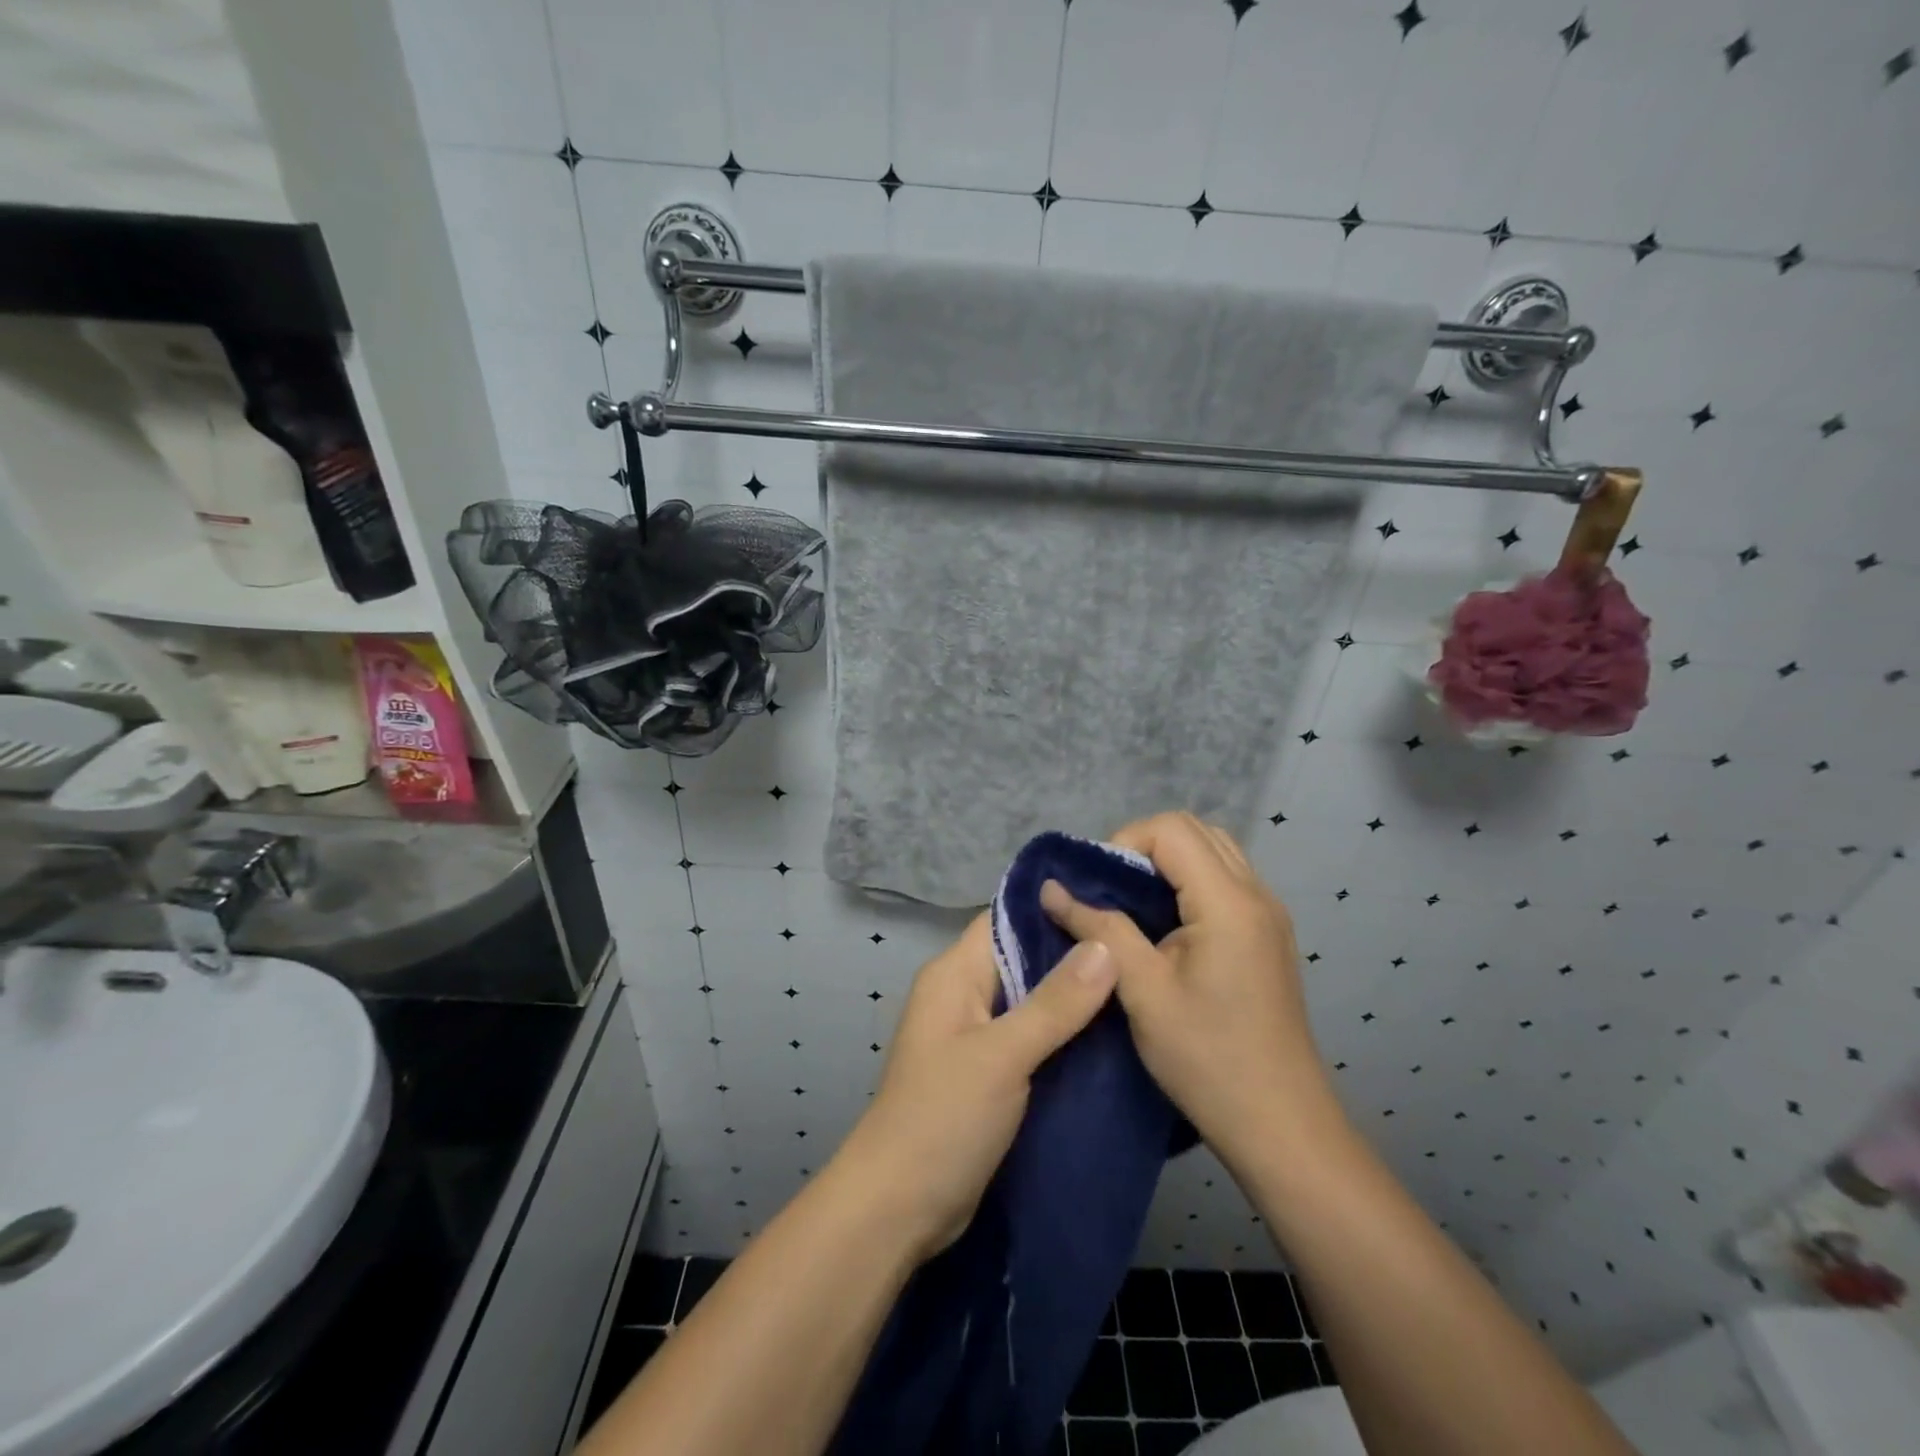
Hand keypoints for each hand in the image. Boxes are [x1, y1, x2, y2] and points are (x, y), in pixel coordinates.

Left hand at [831, 914, 1118, 1260]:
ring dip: (1074, 998)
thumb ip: (1055, 1003)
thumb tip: (1105, 945)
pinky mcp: (989, 1073)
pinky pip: (1032, 1038)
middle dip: (1074, 954)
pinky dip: (1065, 1035)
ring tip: (1137, 984)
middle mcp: (963, 994)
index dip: (1053, 908)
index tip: (1112, 902)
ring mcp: (975, 1035)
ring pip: (1032, 1000)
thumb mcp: (1003, 1056)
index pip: (1006, 919)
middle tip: (1138, 946)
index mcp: (954, 973)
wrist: (899, 1209)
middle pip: (1023, 957)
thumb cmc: (943, 1118)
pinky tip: (1112, 1035)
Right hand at [1040, 812, 1345, 1174]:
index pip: (1171, 829)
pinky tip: (1165, 927)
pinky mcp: (1268, 934)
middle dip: (1143, 847)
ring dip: (1167, 864)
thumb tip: (1051, 889)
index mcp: (1229, 902)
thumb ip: (1099, 930)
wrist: (1281, 1125)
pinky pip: (1225, 880)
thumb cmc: (1207, 1060)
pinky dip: (1188, 883)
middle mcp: (1257, 894)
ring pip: (1212, 851)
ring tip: (1133, 907)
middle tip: (1110, 892)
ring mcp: (1268, 914)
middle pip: (1194, 830)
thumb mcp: (1142, 992)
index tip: (1097, 888)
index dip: (1124, 843)